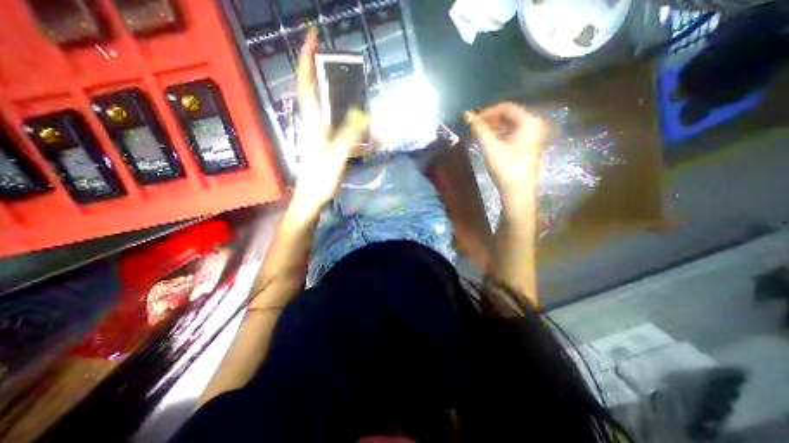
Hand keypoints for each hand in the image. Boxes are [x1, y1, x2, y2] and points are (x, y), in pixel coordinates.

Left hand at [289, 28, 368, 219]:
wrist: (310, 198)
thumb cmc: (319, 179)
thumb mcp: (336, 158)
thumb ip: (348, 136)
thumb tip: (362, 113)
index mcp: (311, 123)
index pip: (306, 85)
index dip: (307, 60)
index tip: (313, 37)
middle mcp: (311, 123)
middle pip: (311, 90)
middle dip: (317, 68)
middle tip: (333, 56)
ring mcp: (315, 132)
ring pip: (320, 104)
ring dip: (328, 88)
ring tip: (343, 79)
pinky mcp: (321, 141)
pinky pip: (329, 119)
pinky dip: (337, 109)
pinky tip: (348, 112)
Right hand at [463, 102, 545, 209]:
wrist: (518, 191)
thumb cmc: (506, 168)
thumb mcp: (491, 147)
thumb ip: (480, 130)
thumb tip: (467, 115)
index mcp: (529, 122)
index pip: (506, 108)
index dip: (488, 112)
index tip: (473, 119)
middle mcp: (534, 126)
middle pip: (510, 116)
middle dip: (491, 119)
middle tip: (475, 126)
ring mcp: (533, 137)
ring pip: (511, 125)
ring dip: (494, 127)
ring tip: (479, 133)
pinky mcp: (528, 146)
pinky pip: (513, 134)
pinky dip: (500, 135)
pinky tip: (489, 140)